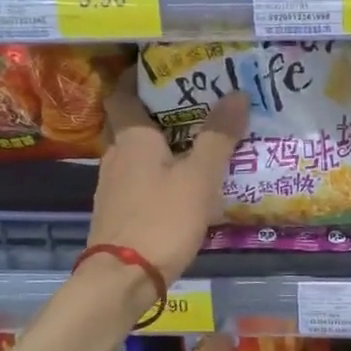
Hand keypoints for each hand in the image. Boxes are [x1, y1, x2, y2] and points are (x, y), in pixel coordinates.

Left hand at [89, 73, 246, 287]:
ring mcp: (113, 187)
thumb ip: (218, 136)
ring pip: (137, 154)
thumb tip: (237, 93)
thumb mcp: (200, 177)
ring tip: (199, 144)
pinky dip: (159, 174)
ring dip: (162, 146)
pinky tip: (184, 185)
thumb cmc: (161, 219)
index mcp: (132, 139)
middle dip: (161, 113)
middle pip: (133, 124)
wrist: (122, 280)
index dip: (137, 79)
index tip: (164, 70)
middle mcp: (116, 156)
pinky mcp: (118, 213)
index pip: (122, 95)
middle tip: (198, 106)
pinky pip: (139, 181)